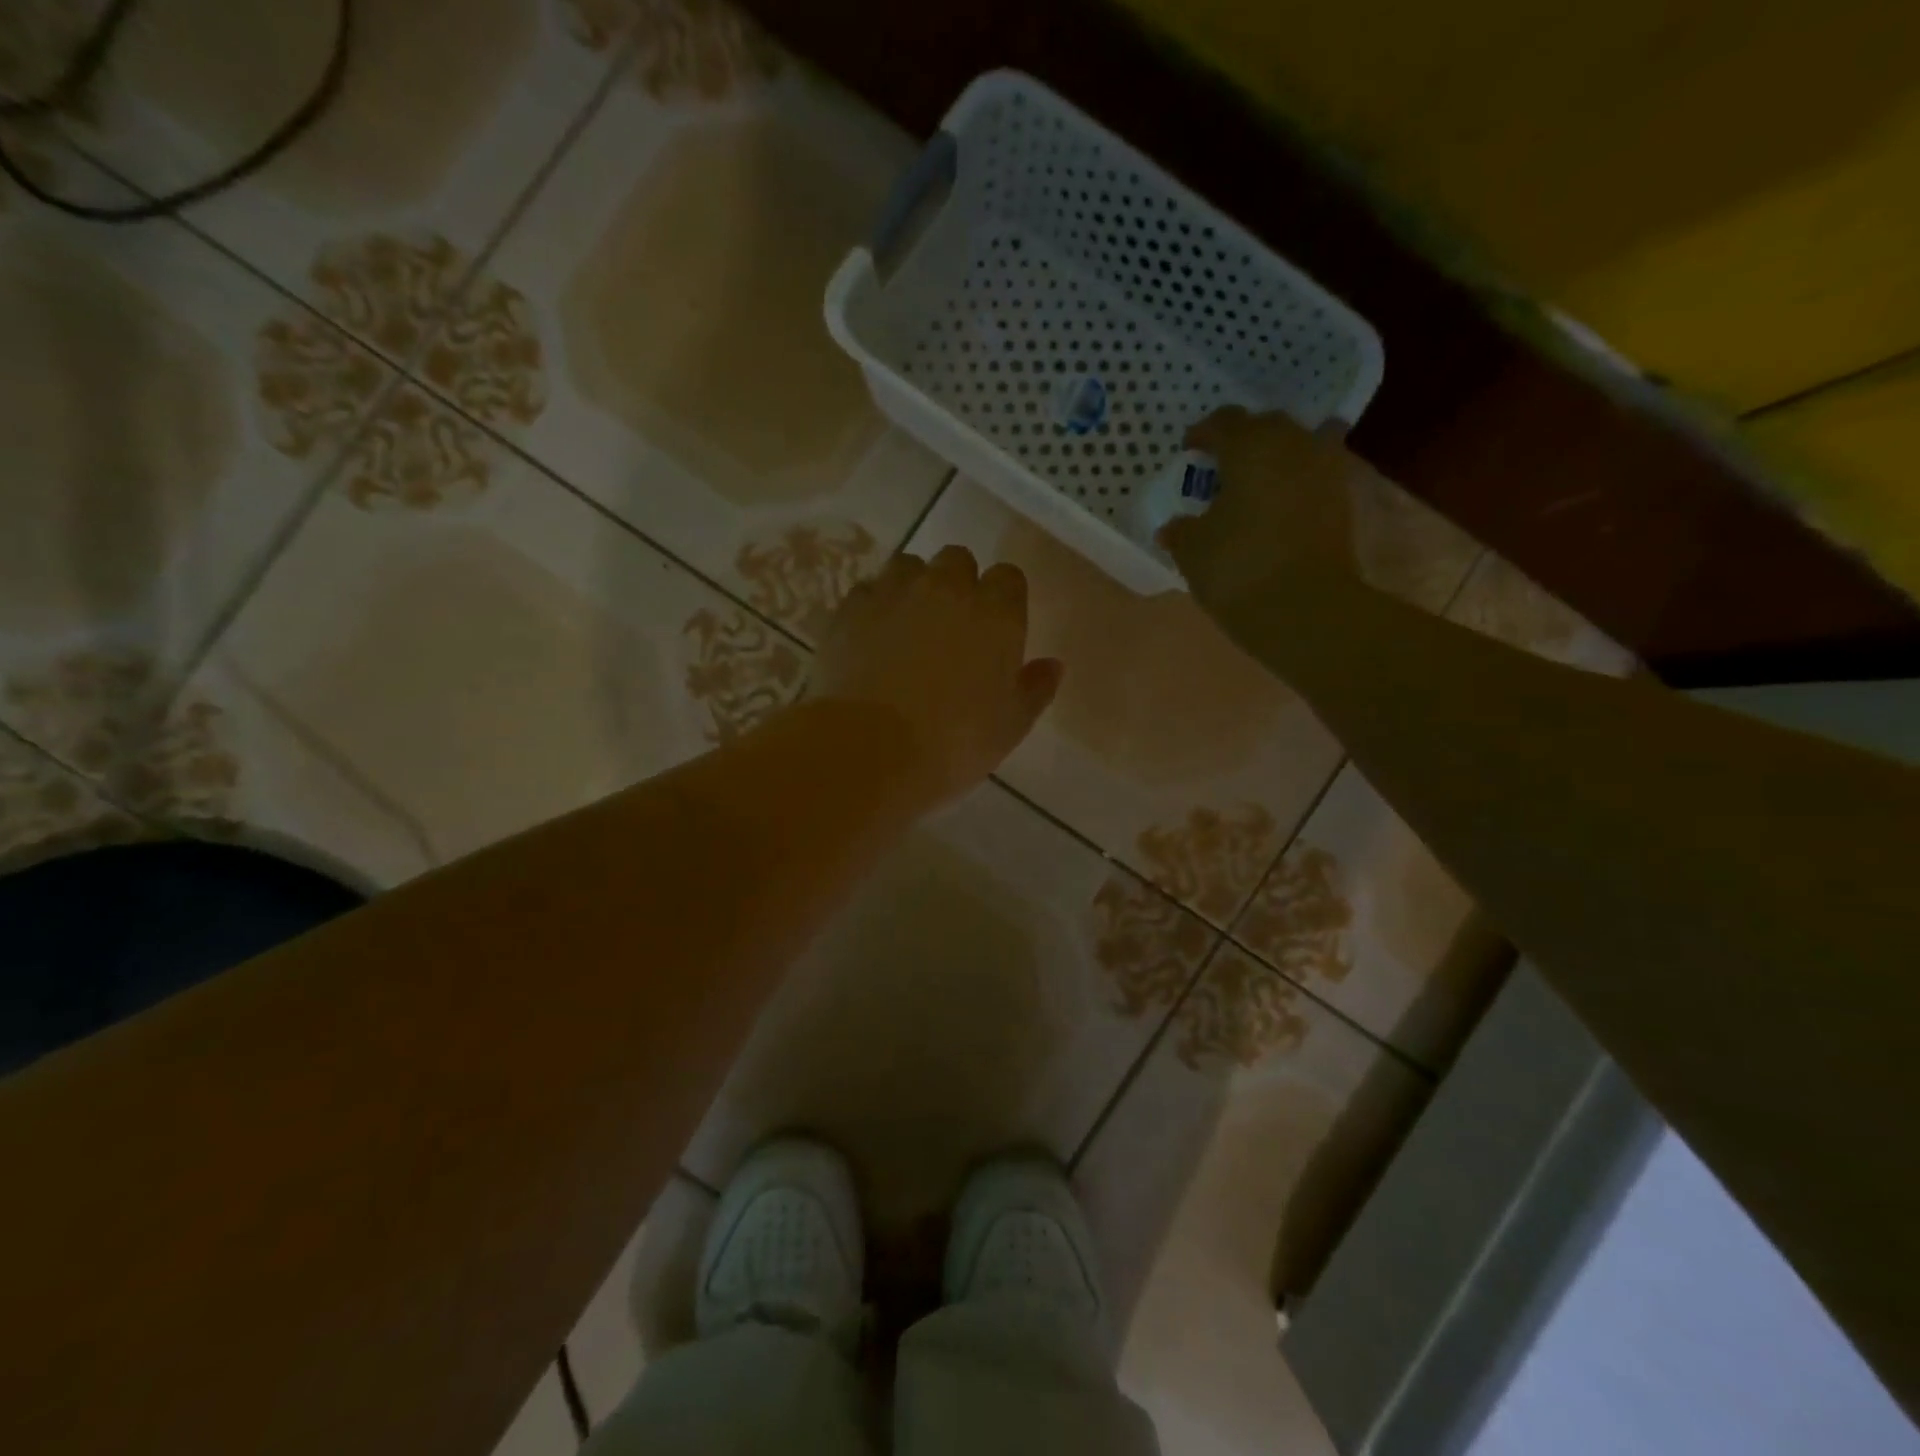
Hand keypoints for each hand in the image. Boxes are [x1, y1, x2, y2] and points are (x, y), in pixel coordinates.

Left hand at [811, 546, 1063, 808]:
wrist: (870, 749)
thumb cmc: (953, 743)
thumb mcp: (1009, 727)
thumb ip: (1034, 689)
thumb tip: (1053, 665)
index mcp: (996, 614)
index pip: (1009, 578)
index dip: (1003, 598)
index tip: (996, 628)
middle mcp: (946, 588)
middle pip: (958, 560)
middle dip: (958, 583)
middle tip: (951, 627)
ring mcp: (894, 592)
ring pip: (909, 566)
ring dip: (913, 586)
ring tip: (907, 626)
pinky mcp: (850, 608)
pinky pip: (868, 590)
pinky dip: (873, 606)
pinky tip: (870, 637)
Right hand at [1158, 407, 1370, 613]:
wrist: (1305, 609)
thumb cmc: (1238, 567)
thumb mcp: (1193, 550)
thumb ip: (1181, 530)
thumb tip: (1173, 527)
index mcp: (1250, 446)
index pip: (1223, 422)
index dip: (1203, 434)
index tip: (1190, 451)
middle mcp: (1293, 444)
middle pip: (1266, 426)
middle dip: (1243, 441)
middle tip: (1221, 468)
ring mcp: (1325, 471)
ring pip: (1296, 448)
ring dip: (1275, 460)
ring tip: (1252, 487)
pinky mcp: (1342, 501)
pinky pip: (1313, 477)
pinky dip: (1294, 484)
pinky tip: (1276, 508)